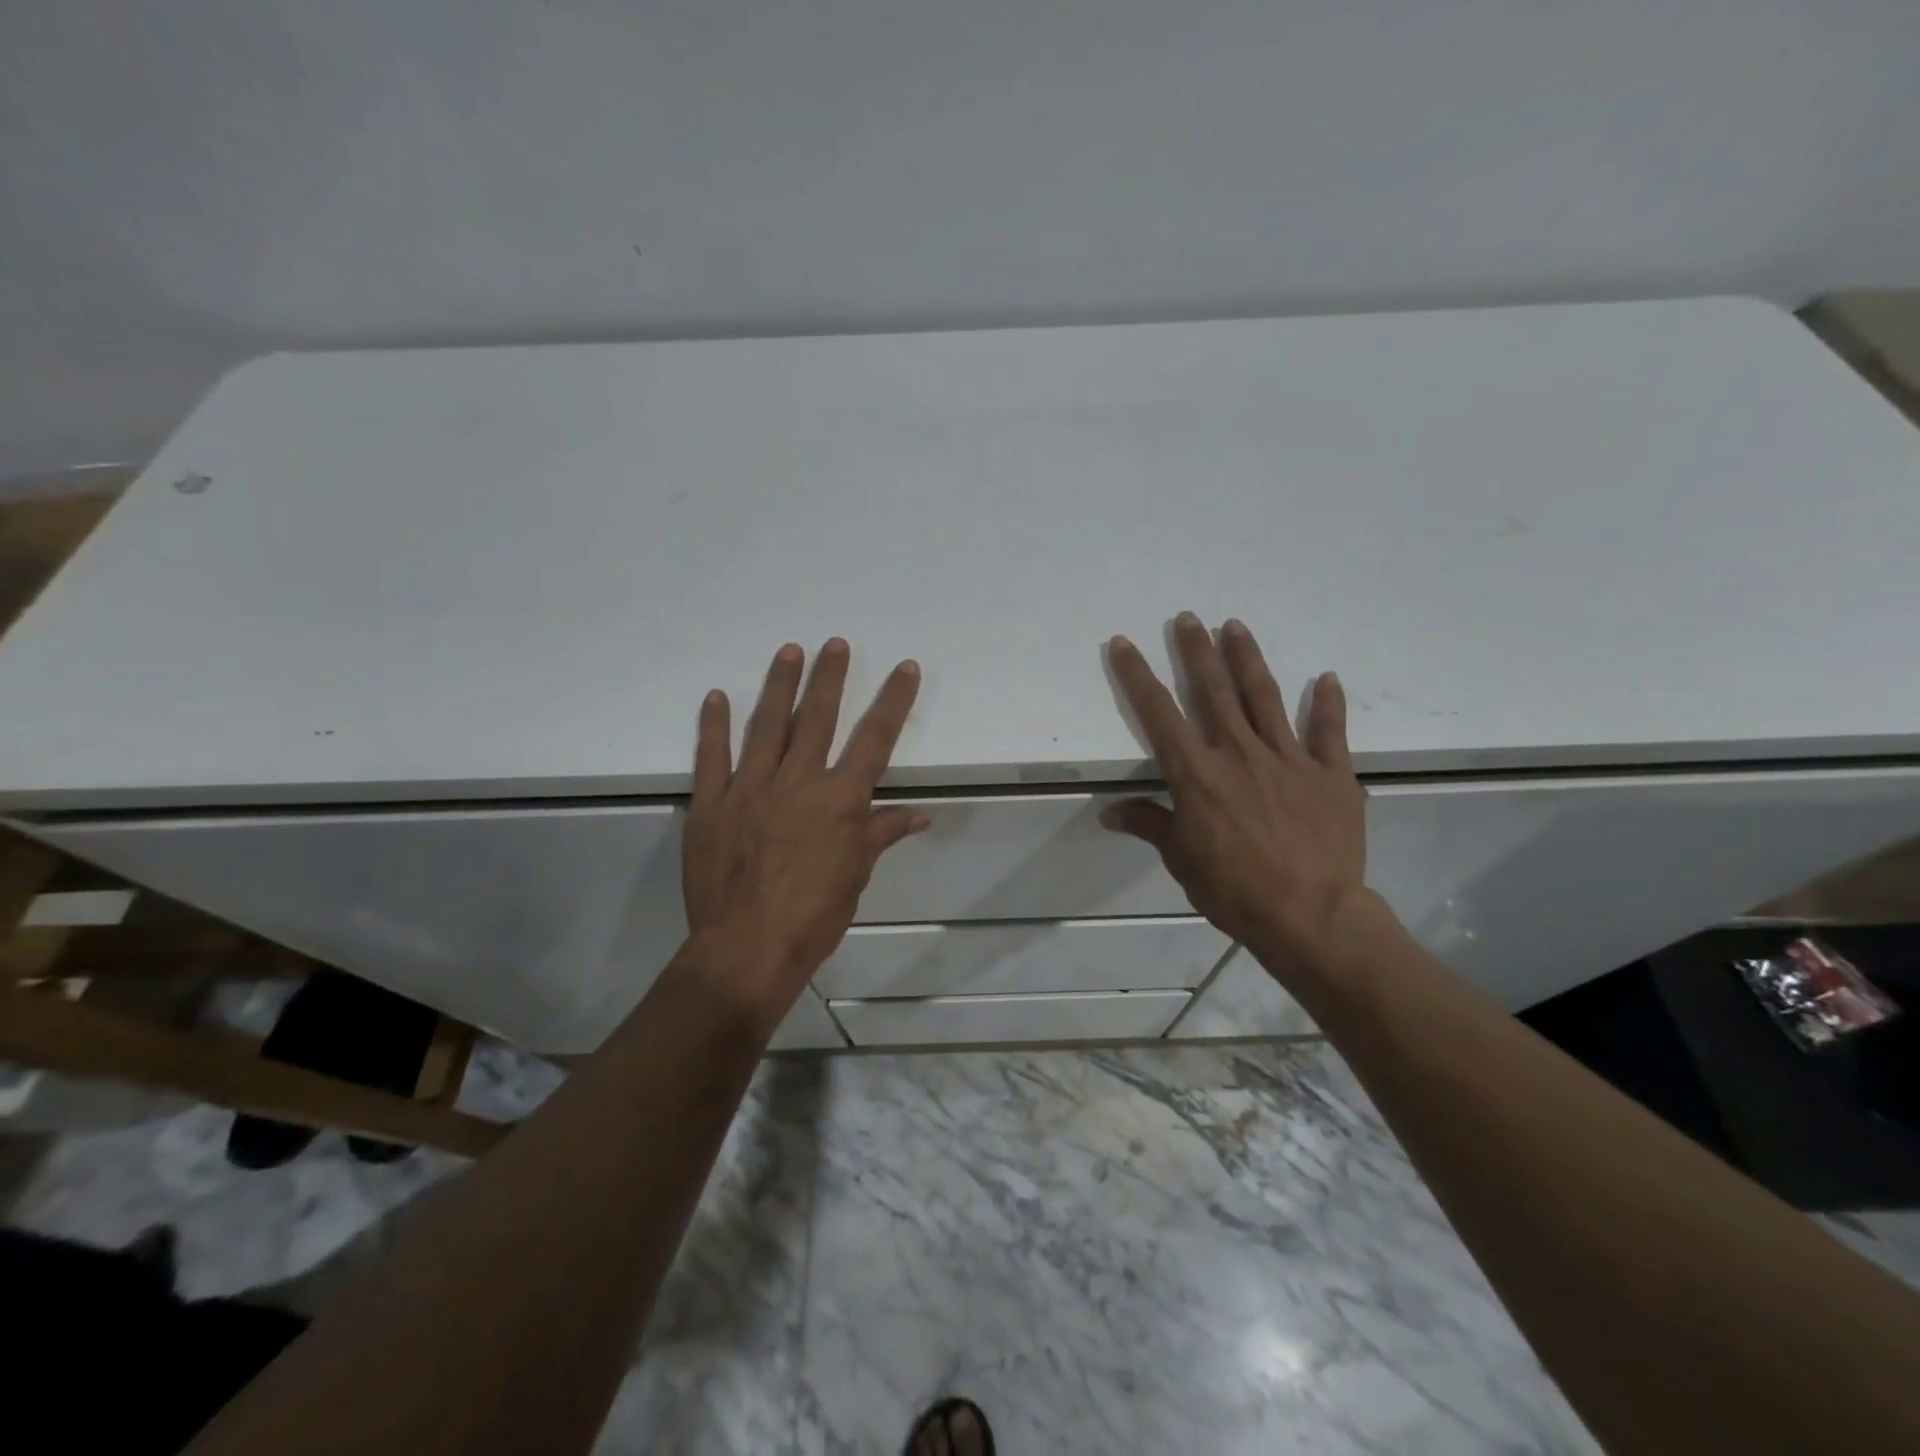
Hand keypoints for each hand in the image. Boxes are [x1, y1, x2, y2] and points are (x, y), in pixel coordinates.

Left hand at [683, 639, 927, 1019]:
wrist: (748, 947)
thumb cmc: (814, 915)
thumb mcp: (857, 875)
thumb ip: (882, 834)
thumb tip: (919, 814)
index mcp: (840, 799)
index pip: (875, 739)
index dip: (894, 700)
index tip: (905, 668)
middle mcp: (798, 781)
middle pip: (819, 718)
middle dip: (830, 677)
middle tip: (835, 644)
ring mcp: (750, 787)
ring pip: (768, 725)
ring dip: (780, 685)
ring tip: (789, 651)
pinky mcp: (712, 803)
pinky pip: (712, 756)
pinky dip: (714, 725)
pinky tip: (717, 697)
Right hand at [1101, 614, 1378, 984]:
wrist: (1312, 916)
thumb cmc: (1235, 890)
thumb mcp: (1181, 859)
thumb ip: (1149, 825)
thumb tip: (1109, 811)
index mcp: (1197, 774)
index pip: (1158, 714)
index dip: (1137, 676)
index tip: (1124, 644)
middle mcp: (1239, 754)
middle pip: (1213, 691)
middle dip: (1196, 651)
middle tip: (1187, 617)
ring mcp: (1289, 760)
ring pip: (1263, 698)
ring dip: (1247, 659)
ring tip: (1235, 626)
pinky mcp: (1331, 774)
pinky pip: (1329, 732)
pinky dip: (1328, 704)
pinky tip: (1328, 678)